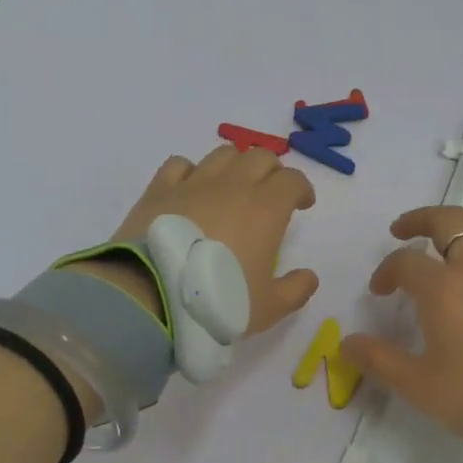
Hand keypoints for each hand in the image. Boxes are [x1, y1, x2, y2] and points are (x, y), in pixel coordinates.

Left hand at [96, 146, 320, 333]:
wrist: (153, 296)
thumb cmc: (218, 301)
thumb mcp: (267, 308)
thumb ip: (295, 290)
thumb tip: (309, 277)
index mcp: (266, 209)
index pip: (292, 180)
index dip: (302, 188)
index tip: (302, 204)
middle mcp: (233, 185)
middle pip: (260, 157)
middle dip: (272, 171)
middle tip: (270, 194)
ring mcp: (194, 183)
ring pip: (223, 154)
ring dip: (236, 165)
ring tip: (232, 187)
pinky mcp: (160, 189)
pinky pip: (180, 164)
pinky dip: (192, 171)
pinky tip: (191, 189)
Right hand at [342, 207, 462, 435]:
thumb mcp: (419, 384)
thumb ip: (379, 360)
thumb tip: (346, 343)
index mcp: (444, 287)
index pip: (405, 262)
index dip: (386, 272)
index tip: (379, 292)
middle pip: (446, 221)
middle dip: (419, 220)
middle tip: (401, 230)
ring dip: (456, 223)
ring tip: (443, 237)